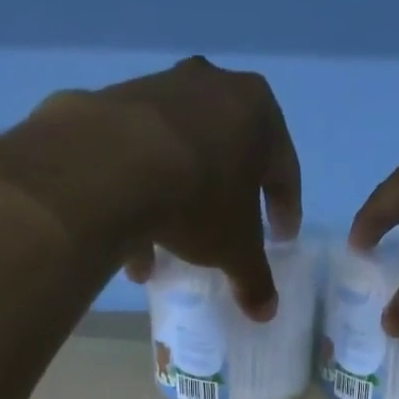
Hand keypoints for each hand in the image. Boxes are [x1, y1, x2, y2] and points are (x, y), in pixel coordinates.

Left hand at [43, 59, 301, 321]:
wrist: (113, 165)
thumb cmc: (200, 199)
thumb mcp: (235, 250)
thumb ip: (254, 279)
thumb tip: (266, 311)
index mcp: (258, 112)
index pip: (283, 169)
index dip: (285, 210)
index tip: (281, 240)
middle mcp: (213, 87)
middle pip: (228, 156)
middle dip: (227, 202)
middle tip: (227, 235)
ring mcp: (161, 89)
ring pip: (181, 157)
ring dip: (180, 205)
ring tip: (170, 253)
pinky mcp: (116, 103)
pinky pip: (140, 159)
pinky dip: (142, 198)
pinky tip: (133, 245)